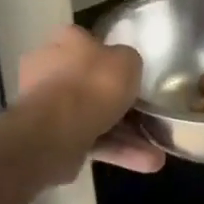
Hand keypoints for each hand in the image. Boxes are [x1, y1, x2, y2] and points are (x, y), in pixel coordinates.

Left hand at [18, 26, 165, 178]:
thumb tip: (123, 67)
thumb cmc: (94, 83)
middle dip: (119, 102)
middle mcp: (49, 69)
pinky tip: (144, 163)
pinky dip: (115, 151)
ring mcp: (48, 106)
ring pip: (92, 117)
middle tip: (145, 113)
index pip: (86, 41)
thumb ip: (127, 61)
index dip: (110, 55)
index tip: (129, 71)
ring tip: (155, 153)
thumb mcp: (127, 60)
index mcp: (64, 41)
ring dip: (124, 134)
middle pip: (90, 83)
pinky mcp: (51, 138)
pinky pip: (89, 140)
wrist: (59, 130)